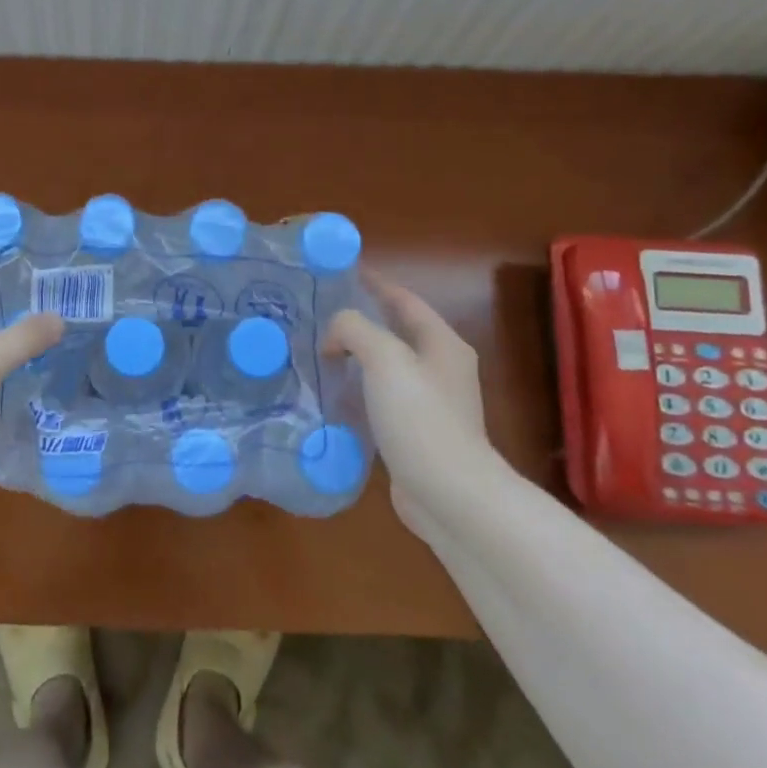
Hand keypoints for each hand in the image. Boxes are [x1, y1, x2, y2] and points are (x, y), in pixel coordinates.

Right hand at [324, 270, 499, 529]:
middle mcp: (439, 368)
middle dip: (358, 321)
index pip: (403, 300)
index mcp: (441, 343)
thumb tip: (334, 338)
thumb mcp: (384, 358)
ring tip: (316, 353)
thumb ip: (354, 329)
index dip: (374, 283)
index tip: (340, 272)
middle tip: (317, 316)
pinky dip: (356, 392)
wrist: (450, 495)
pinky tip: (330, 397)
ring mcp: (430, 403)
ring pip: (384, 367)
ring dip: (354, 358)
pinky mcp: (415, 433)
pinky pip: (379, 400)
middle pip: (394, 332)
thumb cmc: (421, 417)